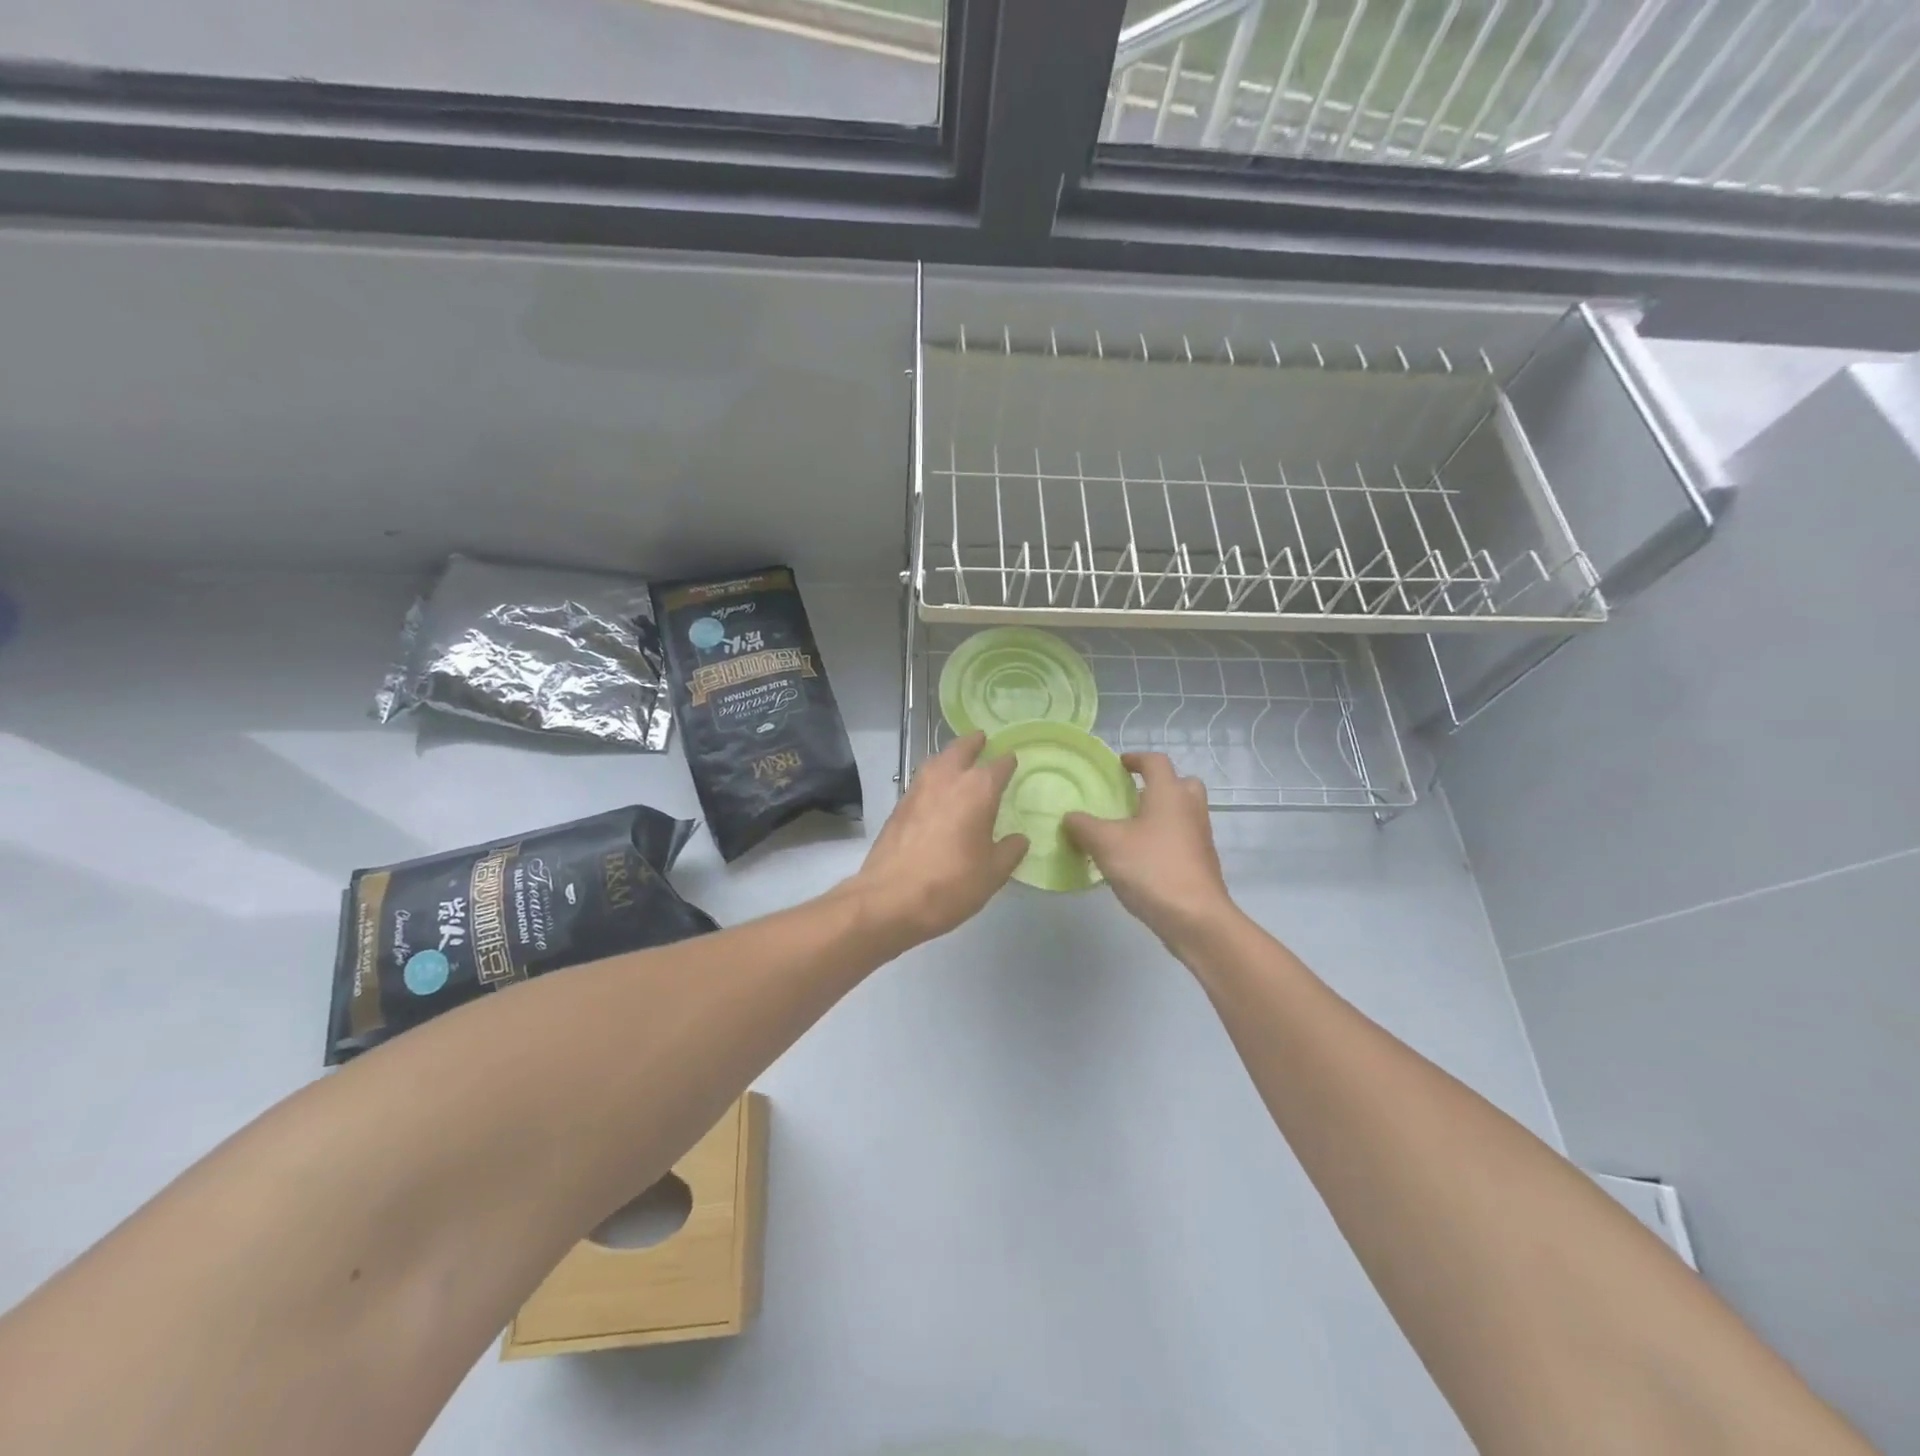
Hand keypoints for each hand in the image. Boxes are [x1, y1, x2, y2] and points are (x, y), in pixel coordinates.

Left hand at [851, 732, 1027, 947]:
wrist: (889, 899)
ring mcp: (918, 789)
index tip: (1013, 760)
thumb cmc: (950, 884)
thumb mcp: (992, 874)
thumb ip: (1009, 851)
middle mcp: (947, 779)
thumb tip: (1019, 839)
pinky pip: (921, 779)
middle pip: (961, 748)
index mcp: (978, 790)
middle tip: (983, 740)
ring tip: (959, 761)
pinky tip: (937, 791)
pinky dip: (933, 777)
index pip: (999, 765)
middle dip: (974, 743)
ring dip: (949, 756)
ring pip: (937, 760)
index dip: (1008, 762)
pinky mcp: (898, 805)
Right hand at [1064, 753, 1235, 950]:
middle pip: (1180, 783)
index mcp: (1169, 794)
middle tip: (1132, 797)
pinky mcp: (1201, 863)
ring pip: (1182, 813)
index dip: (1136, 758)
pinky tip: (1140, 859)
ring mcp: (1200, 837)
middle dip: (1158, 785)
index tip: (1119, 765)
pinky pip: (1182, 838)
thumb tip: (1070, 817)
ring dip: (1160, 814)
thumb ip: (1083, 826)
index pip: (1156, 761)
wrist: (1196, 918)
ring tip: (1129, 830)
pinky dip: (1164, 839)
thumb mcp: (1106, 844)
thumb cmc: (1152, 868)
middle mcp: (1190, 808)